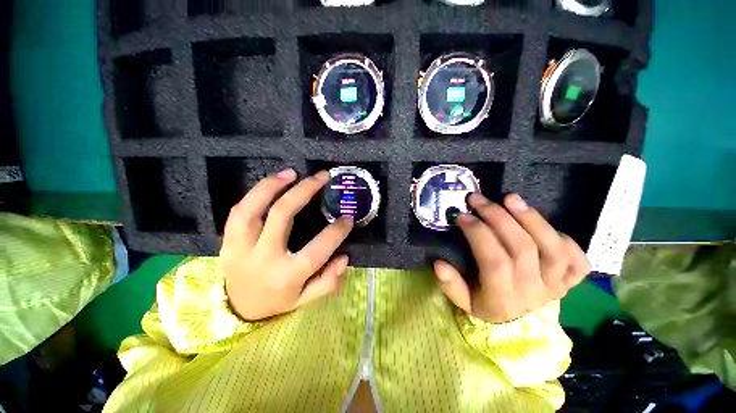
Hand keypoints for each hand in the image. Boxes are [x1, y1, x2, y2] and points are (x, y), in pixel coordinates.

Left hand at [220, 169, 353, 320]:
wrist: (238, 310)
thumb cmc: (277, 302)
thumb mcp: (307, 299)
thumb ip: (328, 280)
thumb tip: (344, 257)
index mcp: (287, 276)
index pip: (317, 249)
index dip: (336, 232)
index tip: (348, 217)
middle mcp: (263, 259)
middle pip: (282, 216)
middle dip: (304, 191)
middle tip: (322, 177)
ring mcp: (240, 248)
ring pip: (252, 208)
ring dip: (272, 186)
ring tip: (292, 173)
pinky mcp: (227, 242)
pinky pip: (238, 212)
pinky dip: (255, 194)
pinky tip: (272, 184)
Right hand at [434, 193, 589, 322]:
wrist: (519, 324)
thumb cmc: (487, 305)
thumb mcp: (463, 301)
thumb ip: (451, 285)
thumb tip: (439, 264)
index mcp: (502, 297)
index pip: (494, 261)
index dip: (478, 234)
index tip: (462, 215)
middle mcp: (532, 291)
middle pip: (522, 247)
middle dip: (498, 217)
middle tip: (478, 200)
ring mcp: (556, 285)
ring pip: (553, 248)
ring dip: (531, 218)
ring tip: (510, 198)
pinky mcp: (570, 281)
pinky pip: (578, 259)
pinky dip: (565, 239)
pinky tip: (544, 226)